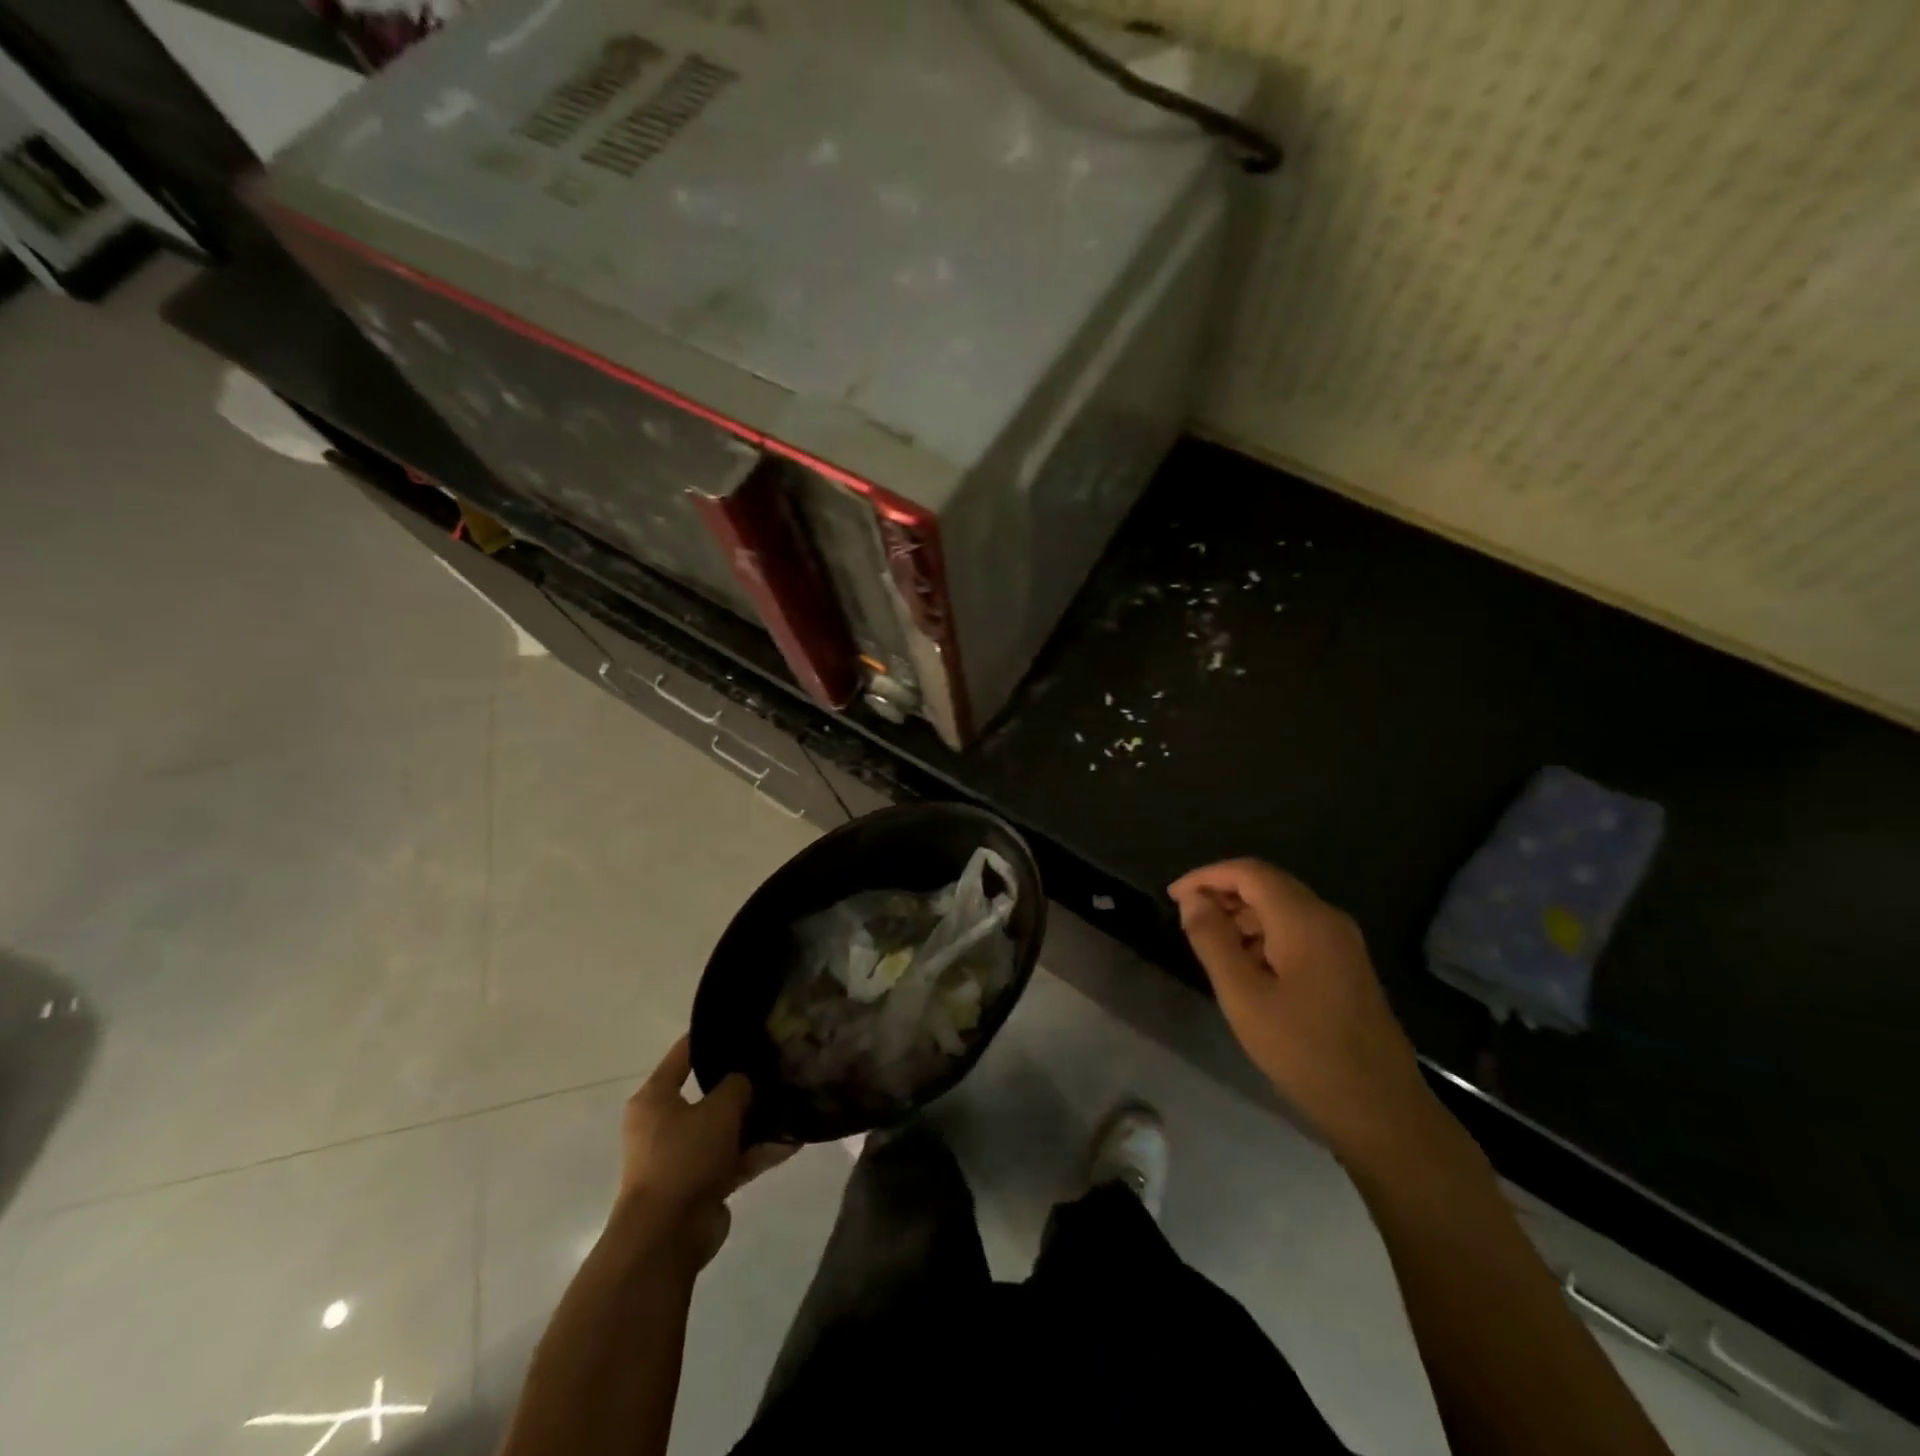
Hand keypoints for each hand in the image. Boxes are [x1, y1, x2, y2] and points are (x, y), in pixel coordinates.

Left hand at [617, 1036, 791, 1267]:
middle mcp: (664, 1125)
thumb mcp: (718, 1110)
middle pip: (707, 1095)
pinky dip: (759, 1152)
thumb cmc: (684, 1158)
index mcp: (655, 1099)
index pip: (683, 1055)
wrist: (668, 1236)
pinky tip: (794, 1141)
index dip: (709, 1037)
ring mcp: (682, 1157)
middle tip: (773, 1065)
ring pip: (724, 1130)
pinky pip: (734, 1160)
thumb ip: (737, 1085)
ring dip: (754, 1122)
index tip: (740, 1025)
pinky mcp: (700, 1185)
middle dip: (740, 1085)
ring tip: (791, 1102)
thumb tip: (745, 1078)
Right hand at [1169, 860, 1437, 1164]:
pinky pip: (1297, 930)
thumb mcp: (1243, 996)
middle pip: (1267, 884)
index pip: (1248, 872)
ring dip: (1241, 915)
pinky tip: (1245, 967)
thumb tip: (1192, 899)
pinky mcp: (1346, 965)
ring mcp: (1342, 942)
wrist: (1380, 1109)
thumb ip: (1212, 940)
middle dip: (1223, 893)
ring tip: (1209, 945)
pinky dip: (1263, 934)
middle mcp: (1327, 918)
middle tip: (1186, 919)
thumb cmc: (1303, 1051)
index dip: (1206, 876)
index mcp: (1304, 919)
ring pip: (1282, 907)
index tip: (1172, 897)